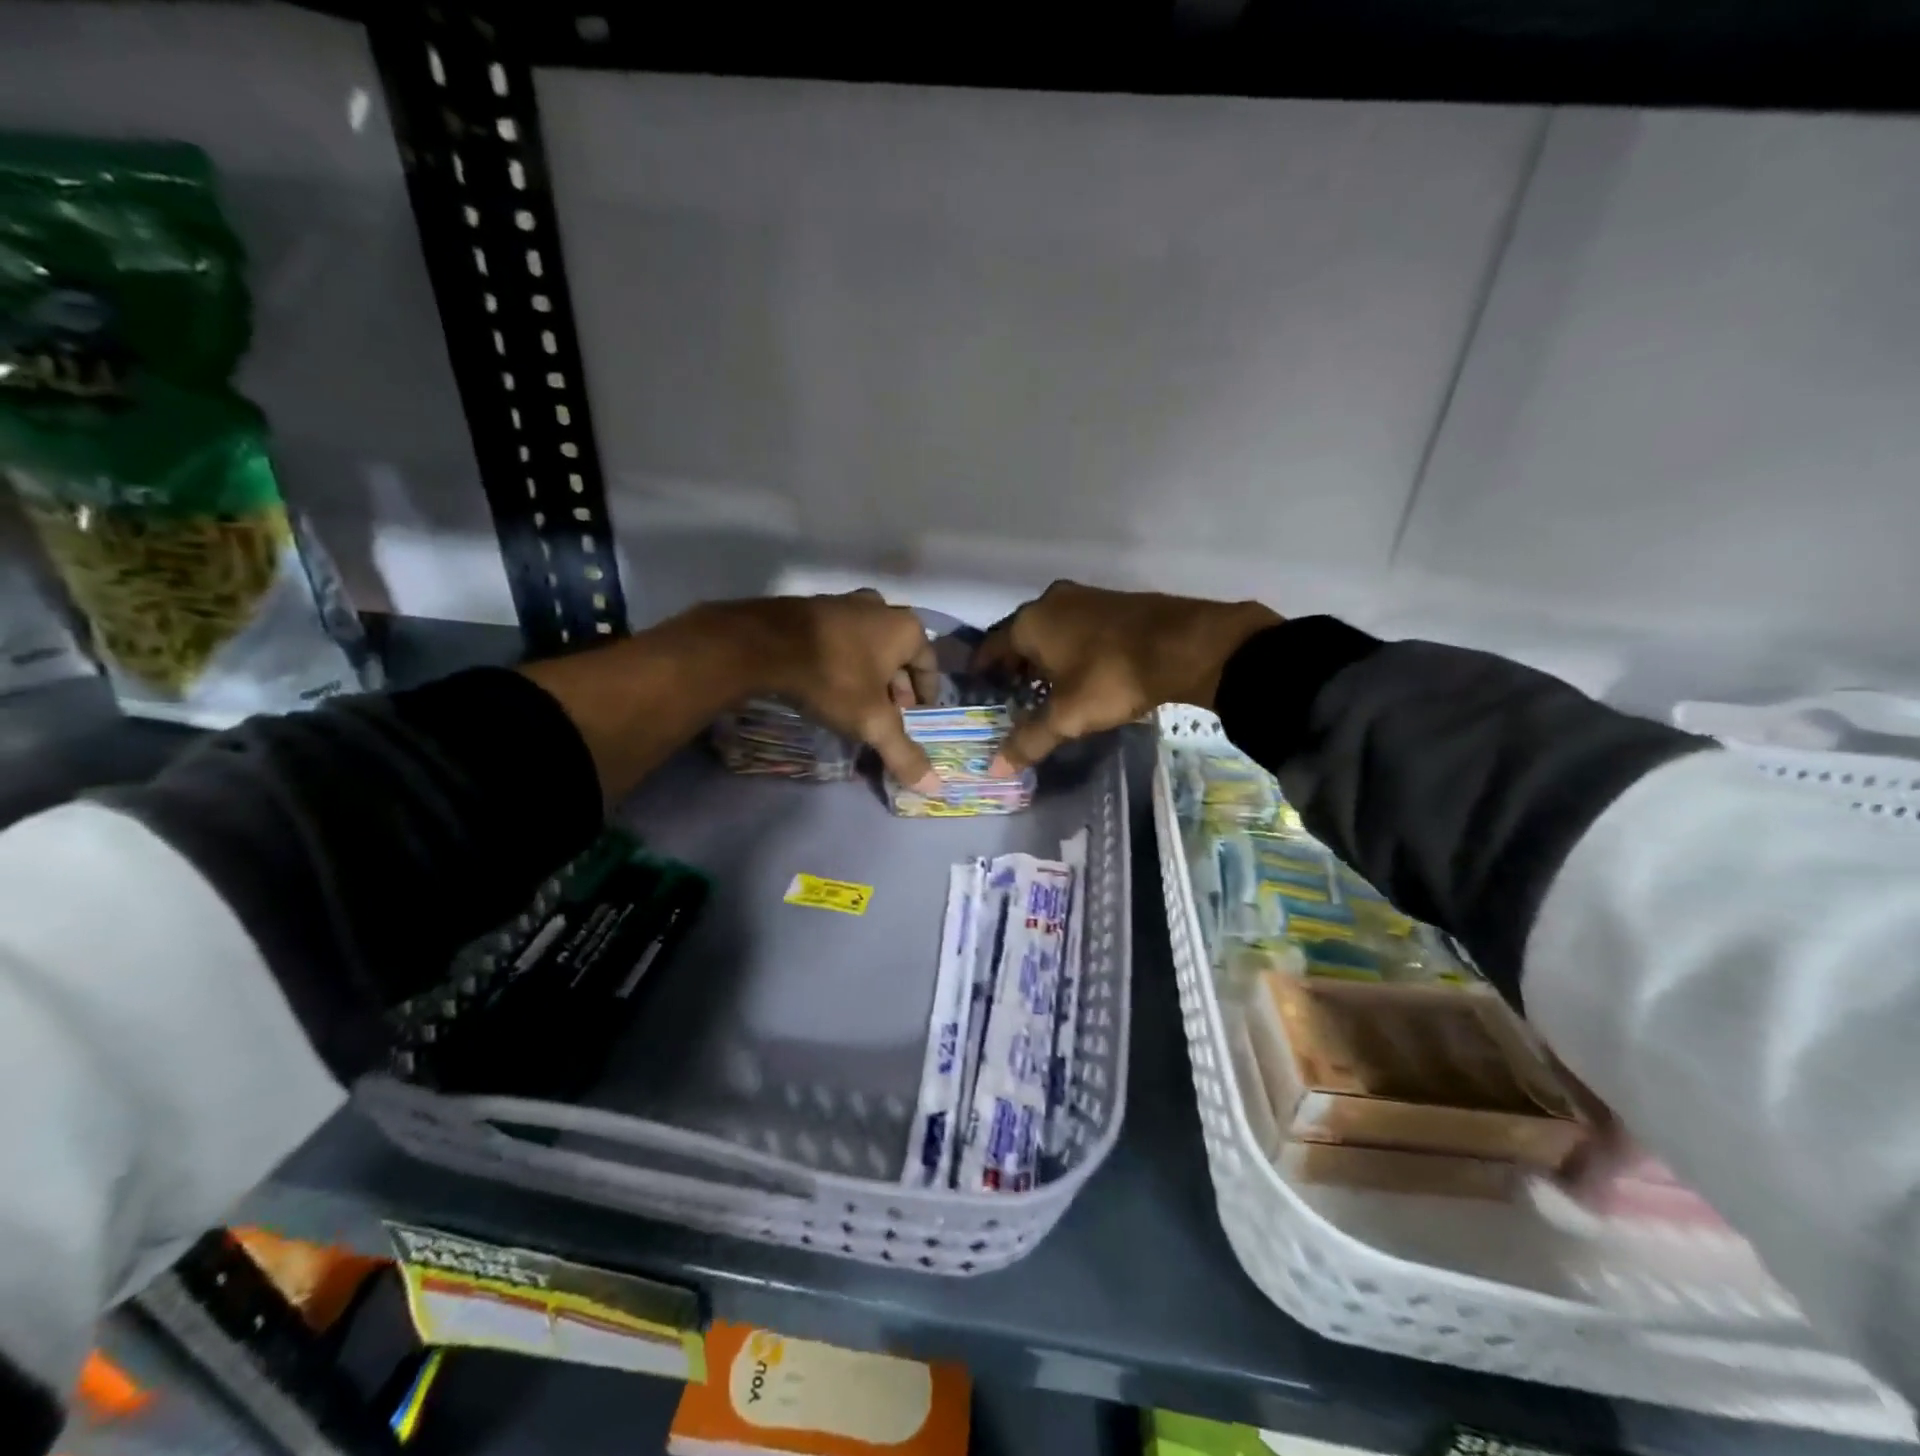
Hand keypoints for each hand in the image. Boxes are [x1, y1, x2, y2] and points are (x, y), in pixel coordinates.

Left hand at [740, 589, 942, 792]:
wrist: (764, 645)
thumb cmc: (833, 679)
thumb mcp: (872, 722)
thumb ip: (903, 753)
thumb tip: (934, 786)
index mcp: (906, 629)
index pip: (930, 665)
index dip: (925, 696)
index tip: (915, 718)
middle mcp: (881, 608)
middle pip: (899, 655)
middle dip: (896, 687)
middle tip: (887, 715)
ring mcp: (845, 602)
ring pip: (869, 645)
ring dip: (870, 673)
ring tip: (858, 702)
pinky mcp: (813, 606)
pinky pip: (841, 638)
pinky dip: (844, 660)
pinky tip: (829, 683)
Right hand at [974, 581, 1279, 772]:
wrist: (1185, 646)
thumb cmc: (1111, 677)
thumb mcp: (1067, 716)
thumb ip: (1029, 740)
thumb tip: (995, 767)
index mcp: (1029, 622)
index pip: (991, 647)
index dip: (983, 672)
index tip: (980, 692)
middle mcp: (1051, 601)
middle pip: (1020, 637)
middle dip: (1015, 667)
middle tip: (1012, 697)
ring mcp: (1085, 598)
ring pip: (1051, 631)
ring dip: (1045, 658)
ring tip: (1046, 689)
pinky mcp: (1113, 603)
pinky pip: (1077, 628)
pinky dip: (1071, 649)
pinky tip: (1081, 672)